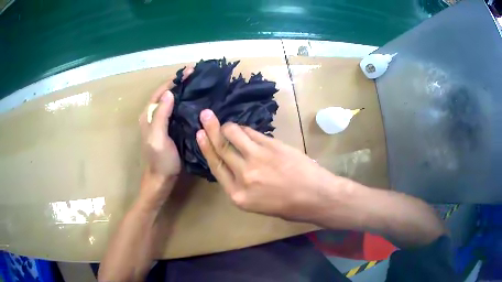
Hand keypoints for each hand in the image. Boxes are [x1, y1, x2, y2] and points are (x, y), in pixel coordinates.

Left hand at [138, 67, 192, 196]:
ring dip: (184, 91)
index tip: (190, 71)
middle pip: (166, 93)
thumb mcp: (158, 138)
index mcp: (148, 115)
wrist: (162, 179)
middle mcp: (154, 115)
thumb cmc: (160, 160)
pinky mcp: (170, 128)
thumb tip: (169, 92)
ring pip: (172, 101)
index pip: (161, 91)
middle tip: (198, 75)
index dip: (174, 80)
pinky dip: (186, 103)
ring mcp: (162, 122)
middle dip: (180, 83)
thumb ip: (161, 116)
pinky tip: (197, 102)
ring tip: (200, 84)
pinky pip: (177, 111)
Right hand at [195, 109, 341, 221]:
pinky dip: (245, 129)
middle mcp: (243, 176)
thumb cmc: (288, 206)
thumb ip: (242, 185)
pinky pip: (253, 133)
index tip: (199, 134)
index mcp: (238, 195)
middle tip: (205, 115)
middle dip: (211, 129)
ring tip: (226, 123)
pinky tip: (244, 129)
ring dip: (228, 126)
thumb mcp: (257, 204)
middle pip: (222, 148)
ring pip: (235, 135)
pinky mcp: (272, 146)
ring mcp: (257, 158)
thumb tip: (235, 164)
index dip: (206, 148)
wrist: (315, 196)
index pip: (216, 167)